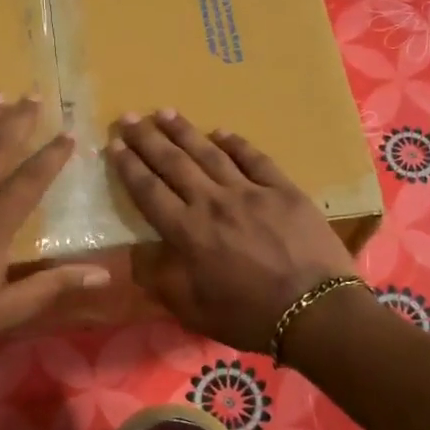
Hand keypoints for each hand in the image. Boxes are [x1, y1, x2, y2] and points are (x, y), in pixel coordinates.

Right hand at [107, 110, 357, 352]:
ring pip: (210, 153)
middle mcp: (213, 203)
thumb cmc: (249, 317)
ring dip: (184, 132)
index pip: (149, 191)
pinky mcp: (283, 190)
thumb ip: (162, 282)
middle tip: (129, 117)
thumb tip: (137, 259)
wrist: (315, 312)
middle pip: (173, 163)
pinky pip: (254, 159)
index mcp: (188, 233)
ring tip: (165, 112)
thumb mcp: (193, 311)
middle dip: (147, 139)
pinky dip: (235, 143)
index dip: (129, 167)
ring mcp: (250, 192)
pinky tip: (221, 132)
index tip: (114, 145)